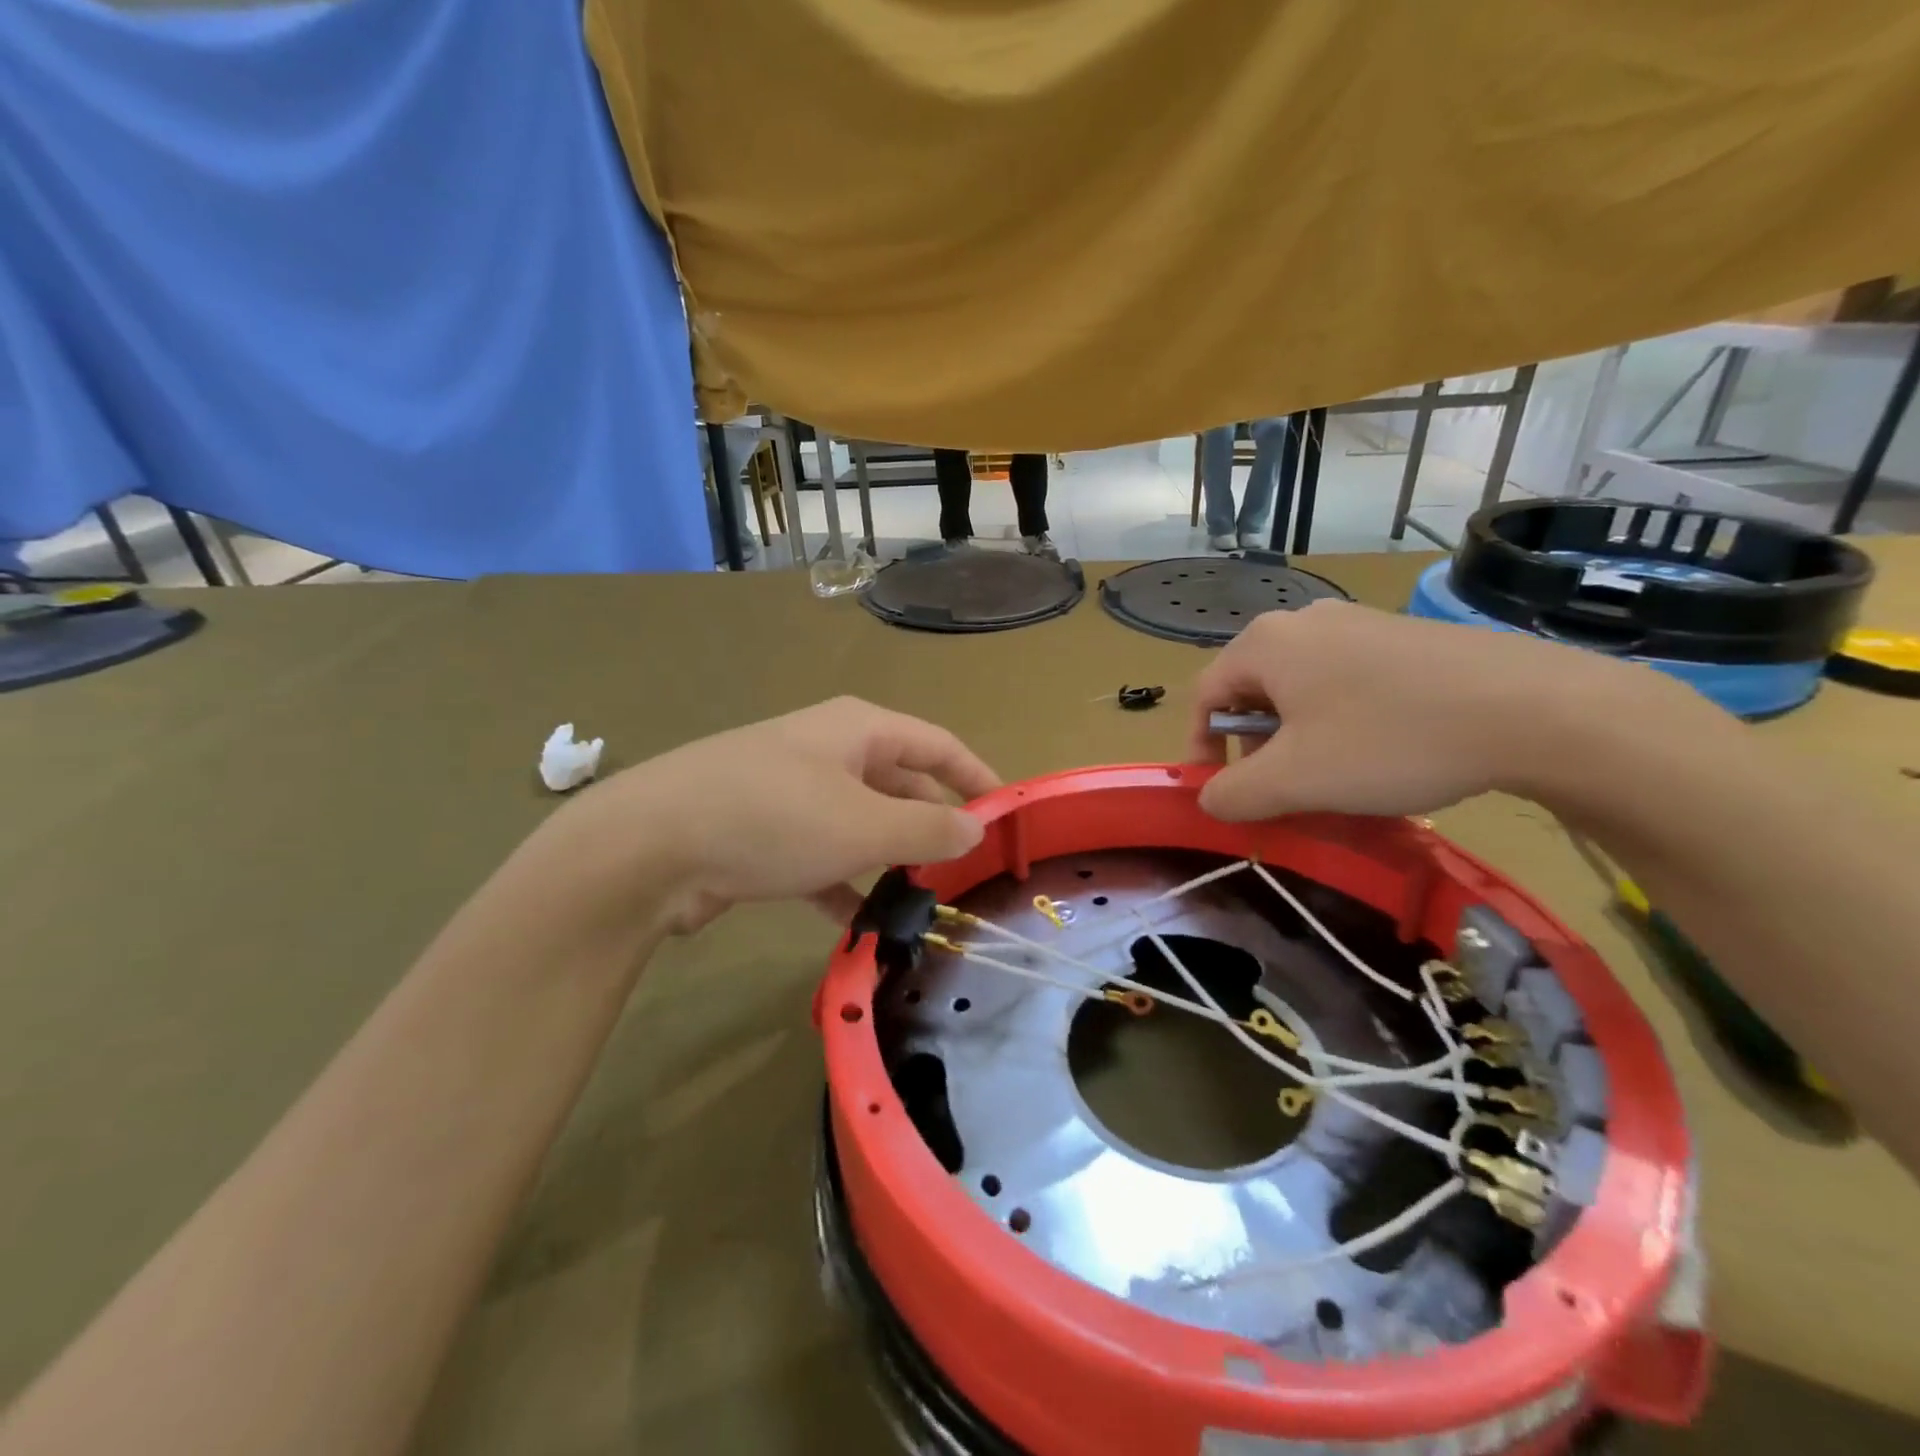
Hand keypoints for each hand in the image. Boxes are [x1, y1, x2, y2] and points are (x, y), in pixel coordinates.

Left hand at [548, 697, 999, 933]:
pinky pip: (819, 855)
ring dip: (889, 858)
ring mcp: (789, 790)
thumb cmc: (772, 818)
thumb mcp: (864, 826)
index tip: (1008, 815)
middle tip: (965, 870)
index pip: (938, 745)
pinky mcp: (759, 831)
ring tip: (922, 900)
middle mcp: (826, 750)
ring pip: (859, 823)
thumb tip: (975, 828)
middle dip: (931, 824)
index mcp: (858, 730)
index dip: (977, 777)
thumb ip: (927, 830)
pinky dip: (842, 883)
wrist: (648, 846)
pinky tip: (860, 923)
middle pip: (899, 783)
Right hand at [1186, 601, 1704, 820]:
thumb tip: (1209, 797)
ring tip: (1331, 779)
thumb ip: (1232, 794)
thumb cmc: (1389, 741)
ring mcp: (1359, 623)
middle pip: (1253, 691)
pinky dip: (1342, 722)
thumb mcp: (1294, 781)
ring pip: (1302, 688)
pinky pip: (1347, 681)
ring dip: (1299, 738)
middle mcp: (1304, 621)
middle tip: (1280, 791)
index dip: (1202, 749)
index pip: (1205, 696)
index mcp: (1265, 644)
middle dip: (1254, 747)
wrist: (1534, 709)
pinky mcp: (1405, 637)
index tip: (1221, 793)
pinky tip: (1380, 753)